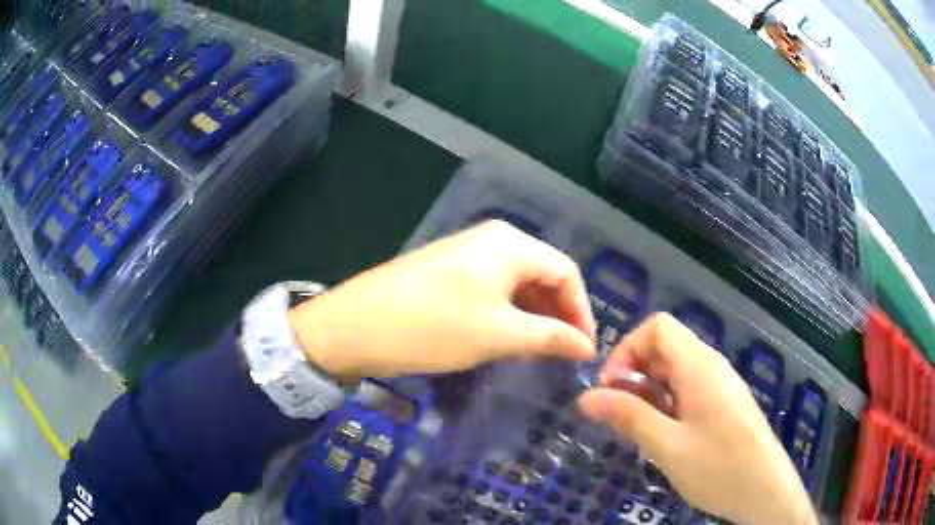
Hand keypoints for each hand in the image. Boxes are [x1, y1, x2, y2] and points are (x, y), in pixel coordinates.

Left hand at [288, 220, 597, 381]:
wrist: (355, 326)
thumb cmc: (433, 328)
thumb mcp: (499, 335)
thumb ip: (550, 337)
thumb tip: (588, 347)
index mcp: (511, 244)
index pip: (566, 271)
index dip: (581, 311)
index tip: (584, 350)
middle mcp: (493, 239)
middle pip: (543, 274)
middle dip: (558, 313)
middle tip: (562, 353)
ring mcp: (467, 252)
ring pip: (517, 283)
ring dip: (534, 315)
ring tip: (537, 351)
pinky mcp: (448, 270)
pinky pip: (493, 288)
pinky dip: (508, 313)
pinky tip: (506, 337)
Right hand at [578, 313, 816, 524]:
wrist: (765, 491)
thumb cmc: (719, 468)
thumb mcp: (667, 446)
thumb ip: (628, 417)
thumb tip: (586, 397)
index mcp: (699, 366)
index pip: (657, 327)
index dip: (627, 350)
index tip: (611, 390)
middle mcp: (711, 366)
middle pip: (665, 347)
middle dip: (635, 374)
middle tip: (620, 416)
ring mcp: (720, 384)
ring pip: (676, 370)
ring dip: (650, 392)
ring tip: (640, 430)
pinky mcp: (724, 402)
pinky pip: (689, 388)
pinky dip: (668, 403)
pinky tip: (665, 436)